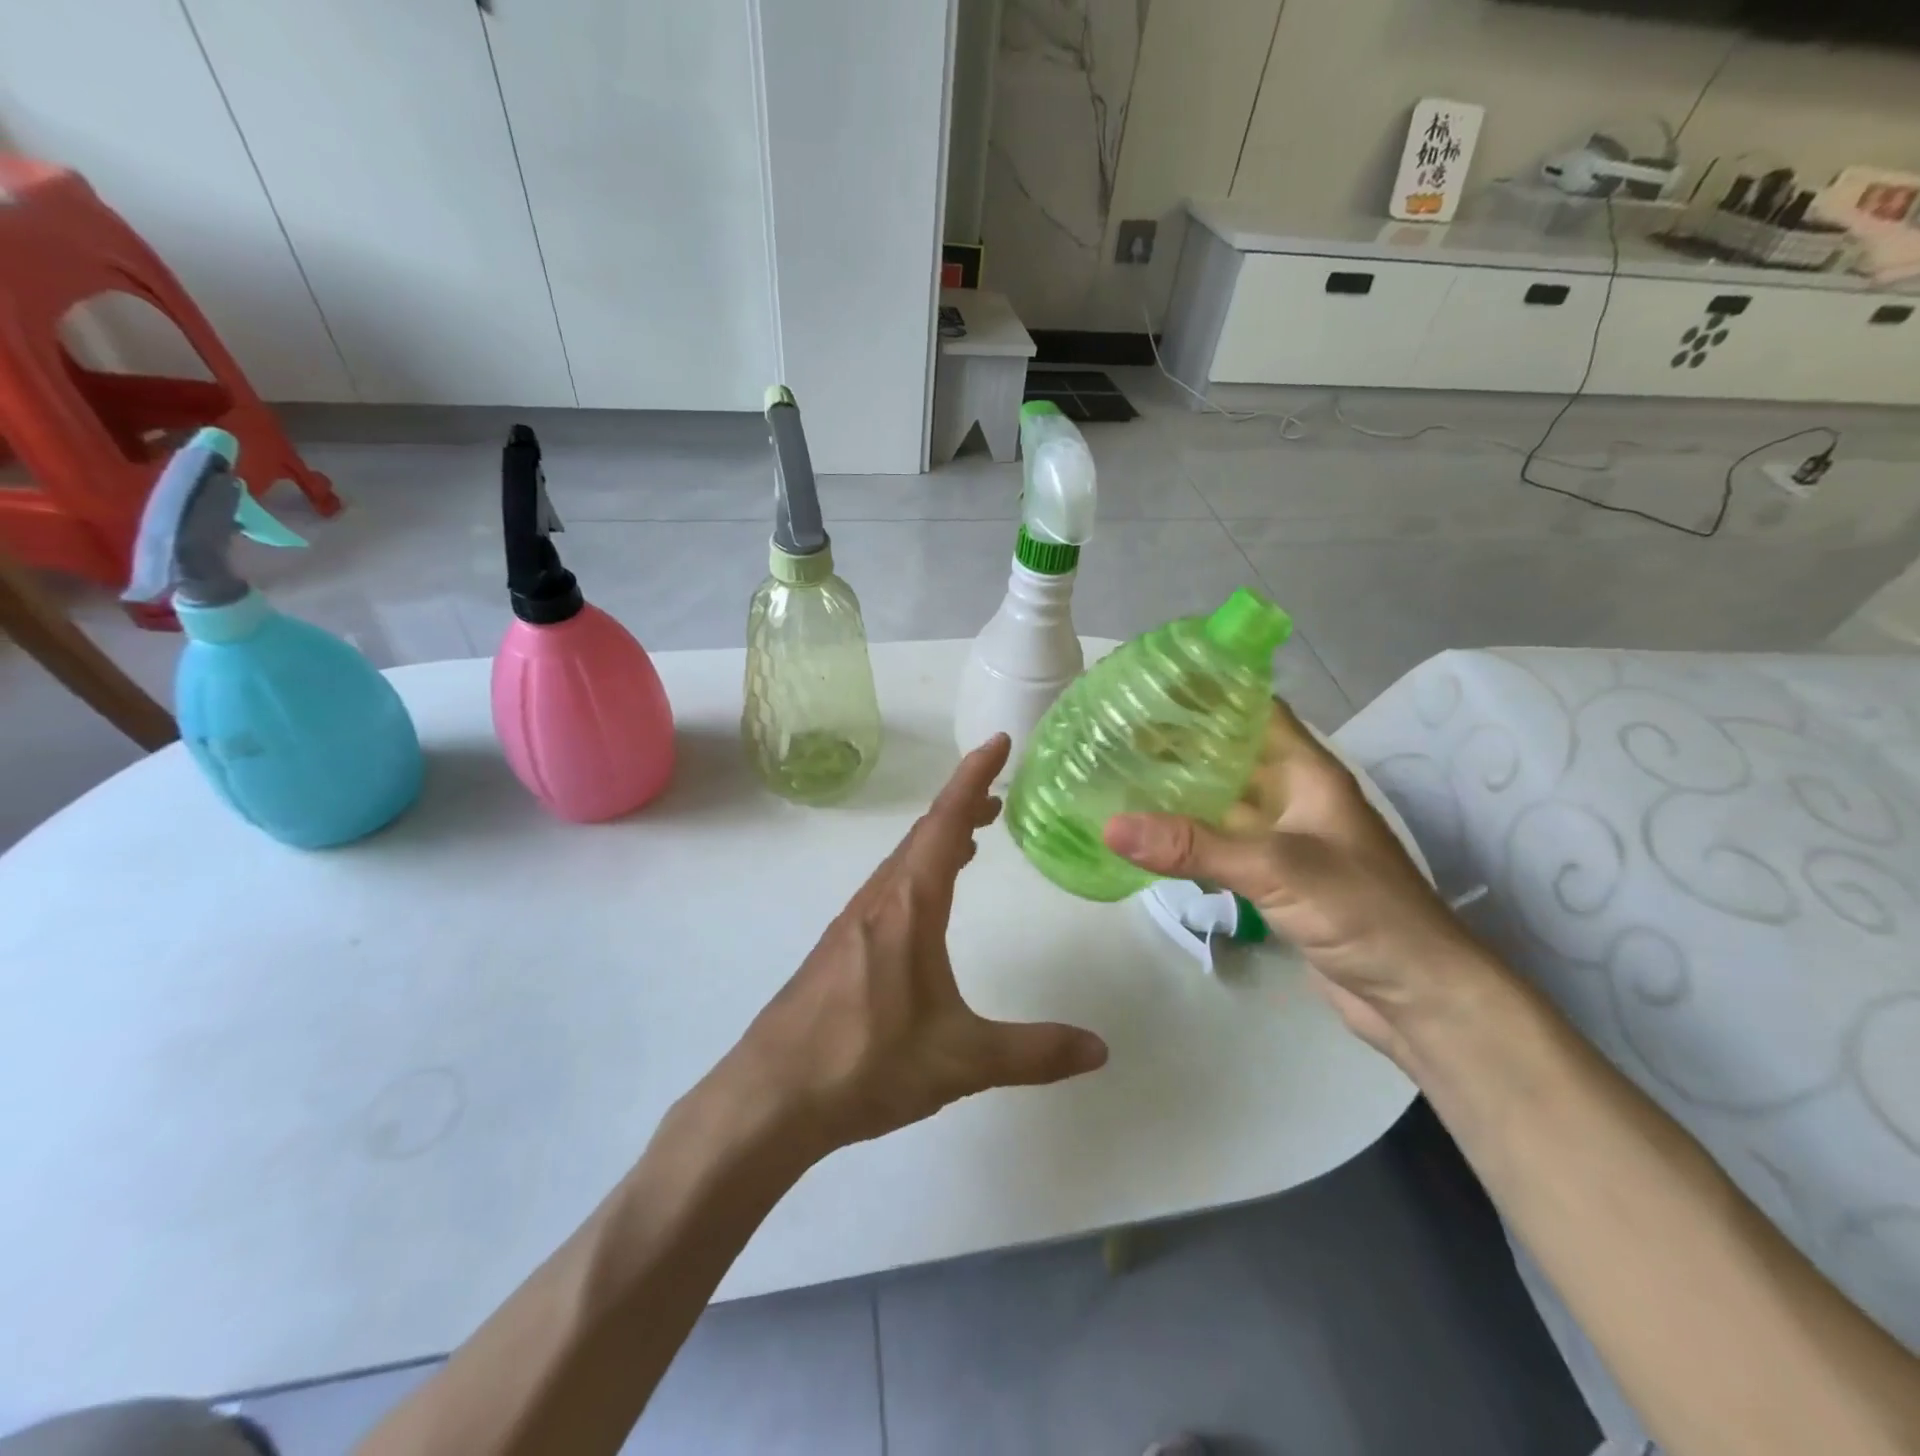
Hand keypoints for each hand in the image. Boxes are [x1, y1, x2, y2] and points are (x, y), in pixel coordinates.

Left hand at [722, 734, 1108, 1158]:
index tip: (998, 742)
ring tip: (975, 838)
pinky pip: (889, 887)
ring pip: (904, 861)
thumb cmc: (866, 1064)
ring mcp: (853, 922)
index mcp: (909, 907)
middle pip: (925, 834)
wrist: (772, 1096)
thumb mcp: (961, 1060)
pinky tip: (928, 903)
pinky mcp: (840, 947)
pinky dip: (919, 871)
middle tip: (1000, 795)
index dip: (974, 777)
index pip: (946, 823)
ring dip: (940, 838)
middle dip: (964, 805)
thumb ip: (1033, 1052)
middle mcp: (879, 901)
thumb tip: (1100, 1049)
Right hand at [1103, 701, 1481, 1052]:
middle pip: (1228, 755)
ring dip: (1176, 791)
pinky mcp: (1272, 878)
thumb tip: (1110, 826)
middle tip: (1113, 733)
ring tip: (1116, 776)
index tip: (1149, 685)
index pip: (1254, 710)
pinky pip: (1220, 843)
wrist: (1417, 994)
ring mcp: (1281, 839)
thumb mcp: (1277, 869)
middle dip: (1177, 743)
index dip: (1207, 692)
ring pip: (1220, 801)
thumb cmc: (1362, 911)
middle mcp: (1292, 797)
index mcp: (1306, 772)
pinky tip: (1146, 835)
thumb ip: (1194, 847)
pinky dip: (1185, 836)